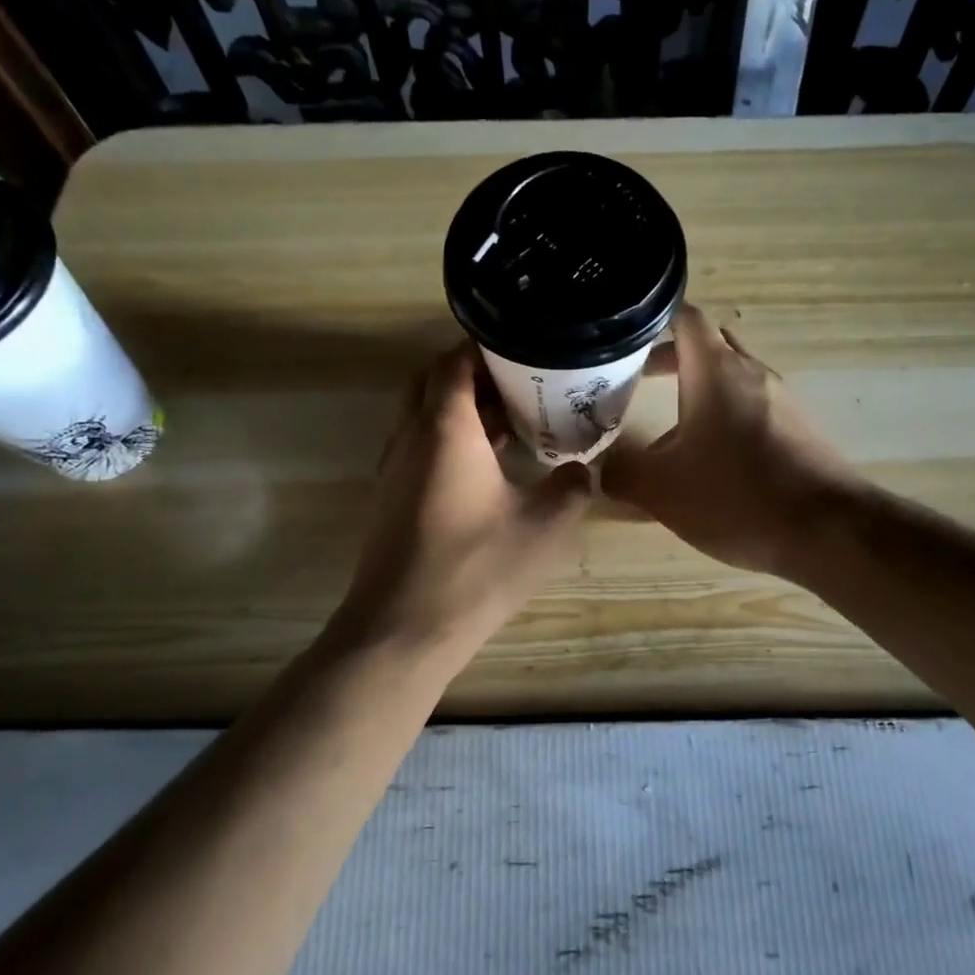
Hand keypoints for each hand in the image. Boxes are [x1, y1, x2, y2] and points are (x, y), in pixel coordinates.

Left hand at [335, 344, 591, 657]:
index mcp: (445, 428)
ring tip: (509, 418)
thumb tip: (584, 470)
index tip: (521, 345)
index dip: (485, 346)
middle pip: (432, 381)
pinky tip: (484, 465)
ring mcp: (393, 468)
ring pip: (421, 415)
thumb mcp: (545, 527)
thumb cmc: (476, 568)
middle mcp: (410, 437)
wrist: (403, 629)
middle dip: (471, 372)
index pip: (455, 361)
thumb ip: (573, 488)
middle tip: (517, 380)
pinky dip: (447, 438)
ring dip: (458, 407)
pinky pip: (417, 446)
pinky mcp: (390, 497)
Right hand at [603, 305, 857, 576]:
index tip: (624, 339)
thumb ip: (621, 472)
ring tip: (669, 430)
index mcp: (715, 370)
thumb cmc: (736, 496)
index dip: (652, 321)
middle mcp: (752, 372)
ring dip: (700, 391)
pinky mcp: (800, 428)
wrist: (828, 531)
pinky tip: (713, 461)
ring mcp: (782, 399)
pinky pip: (754, 407)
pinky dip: (726, 417)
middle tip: (637, 380)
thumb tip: (601, 466)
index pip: (684, 316)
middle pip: (709, 345)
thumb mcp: (661, 489)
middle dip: (672, 358)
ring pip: (732, 378)